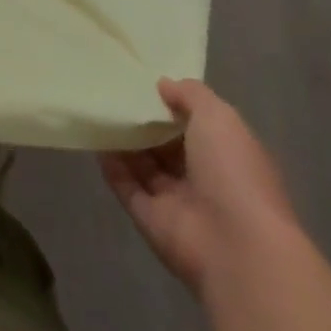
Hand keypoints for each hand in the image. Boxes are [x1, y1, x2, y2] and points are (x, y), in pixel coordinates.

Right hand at [101, 78, 298, 293]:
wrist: (235, 247)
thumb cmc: (233, 173)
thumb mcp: (218, 117)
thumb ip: (191, 95)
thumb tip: (164, 85)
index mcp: (228, 156)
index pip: (198, 126)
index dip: (175, 105)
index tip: (146, 82)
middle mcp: (204, 178)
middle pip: (168, 145)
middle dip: (145, 121)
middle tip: (114, 91)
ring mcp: (176, 201)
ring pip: (144, 164)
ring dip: (125, 141)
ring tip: (99, 109)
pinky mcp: (150, 218)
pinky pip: (126, 185)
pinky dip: (111, 165)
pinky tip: (95, 140)